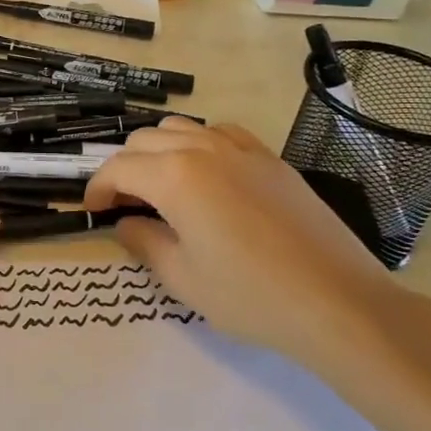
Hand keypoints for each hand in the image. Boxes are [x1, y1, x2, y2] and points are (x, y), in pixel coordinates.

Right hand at [83, 118, 430, 400]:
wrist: (337, 301)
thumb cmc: (249, 295)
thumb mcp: (182, 277)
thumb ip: (143, 242)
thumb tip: (126, 222)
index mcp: (175, 176)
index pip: (119, 168)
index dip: (98, 187)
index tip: (93, 210)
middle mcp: (203, 149)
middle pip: (145, 141)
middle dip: (125, 167)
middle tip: (125, 204)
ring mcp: (241, 148)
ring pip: (182, 128)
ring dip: (159, 151)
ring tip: (161, 187)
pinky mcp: (270, 158)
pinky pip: (221, 133)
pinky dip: (199, 145)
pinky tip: (207, 176)